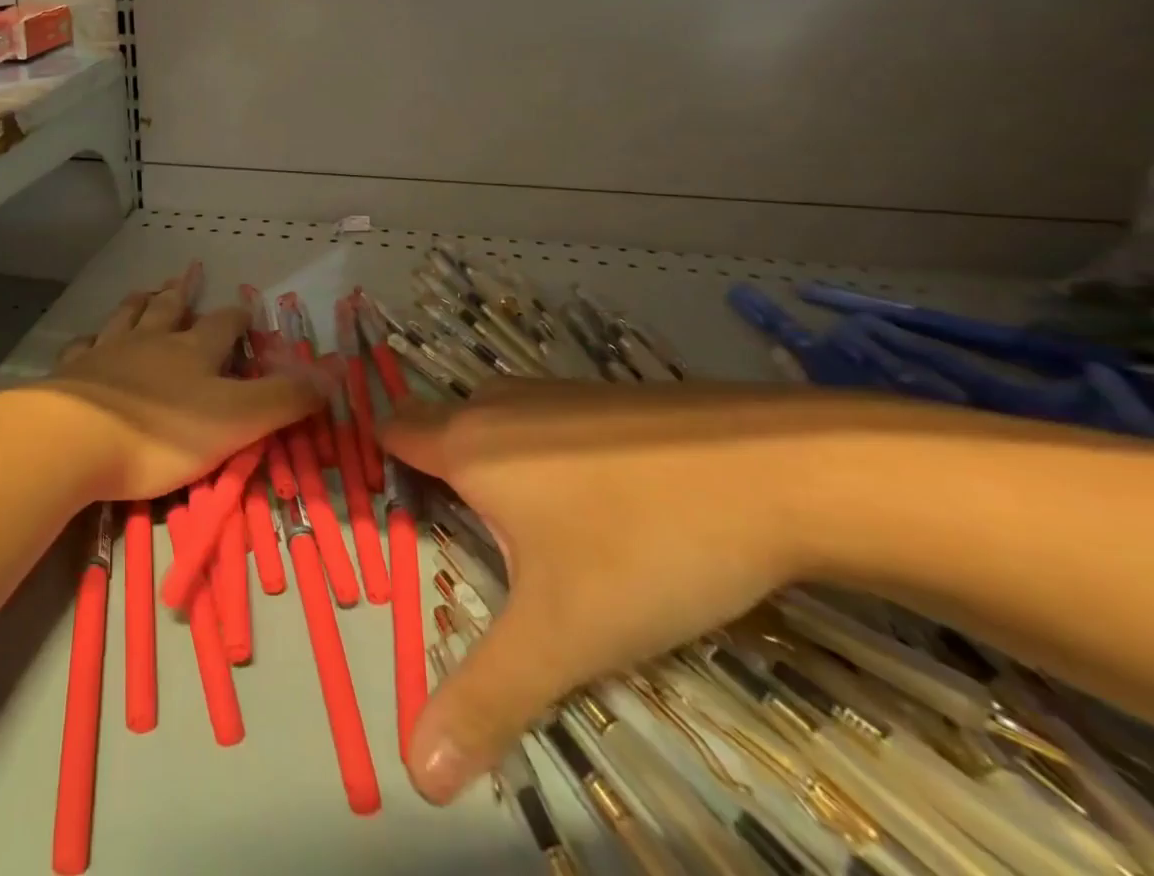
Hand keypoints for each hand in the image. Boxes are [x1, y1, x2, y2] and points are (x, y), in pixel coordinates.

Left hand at [39, 277, 321, 502]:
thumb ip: (284, 398)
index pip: (223, 325)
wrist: (75, 439)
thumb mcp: (237, 420)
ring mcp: (108, 353)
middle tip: (188, 272)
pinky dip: (91, 339)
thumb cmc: (162, 433)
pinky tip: (89, 338)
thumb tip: (334, 371)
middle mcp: (151, 342)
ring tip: (145, 289)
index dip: (237, 316)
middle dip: (183, 292)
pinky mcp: (73, 373)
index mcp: (193, 352)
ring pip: (127, 318)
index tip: (246, 307)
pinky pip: (83, 347)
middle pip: (169, 309)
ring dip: (139, 303)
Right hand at [381, 382, 833, 804]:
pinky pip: (545, 425)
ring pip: (497, 427)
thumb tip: (415, 772)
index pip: (393, 431)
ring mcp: (556, 393)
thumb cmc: (647, 545)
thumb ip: (486, 697)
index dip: (383, 466)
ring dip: (496, 473)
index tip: (398, 517)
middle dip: (439, 479)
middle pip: (441, 430)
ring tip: (528, 538)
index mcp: (469, 443)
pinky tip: (598, 509)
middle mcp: (499, 404)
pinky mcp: (605, 398)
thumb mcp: (564, 634)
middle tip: (463, 545)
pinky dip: (544, 461)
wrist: (782, 471)